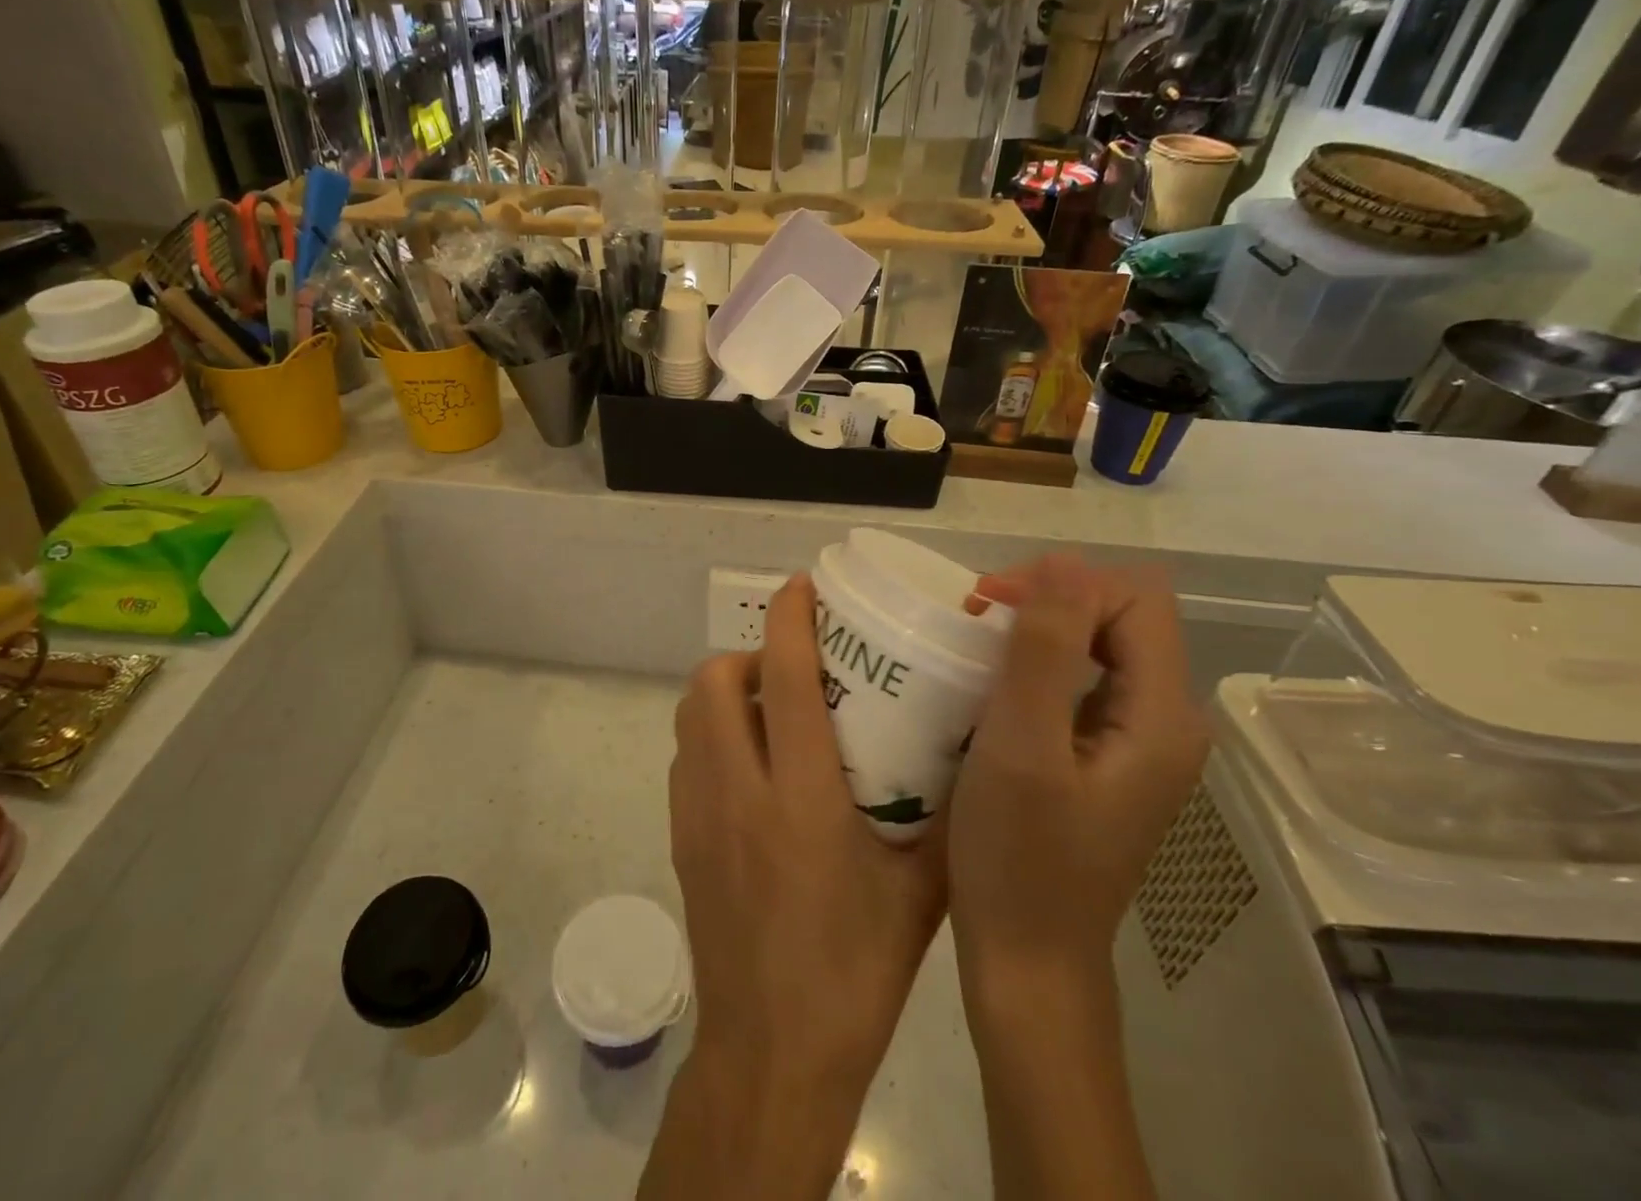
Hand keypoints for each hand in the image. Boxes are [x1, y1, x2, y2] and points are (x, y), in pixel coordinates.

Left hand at [667, 571, 945, 1109]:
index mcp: (801, 798)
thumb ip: (937, 814)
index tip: (801, 588)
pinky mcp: (680, 838)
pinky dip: (710, 736)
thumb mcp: (919, 891)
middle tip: (793, 672)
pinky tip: (750, 766)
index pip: (787, 680)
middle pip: (714, 683)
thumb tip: (960, 752)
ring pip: (690, 716)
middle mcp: (738, 792)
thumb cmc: (856, 972)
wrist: (772, 1053)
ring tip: (771, 711)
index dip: (791, 620)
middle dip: (748, 655)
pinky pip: (685, 757)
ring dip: (724, 693)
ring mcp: (698, 814)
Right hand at [949, 553, 1207, 1001]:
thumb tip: (1065, 560)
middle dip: (1049, 599)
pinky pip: (1083, 680)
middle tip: (977, 617)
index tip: (990, 604)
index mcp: (1162, 716)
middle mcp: (1166, 721)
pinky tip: (995, 683)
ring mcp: (1138, 741)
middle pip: (1121, 615)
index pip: (1135, 598)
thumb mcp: (1022, 746)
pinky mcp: (1107, 757)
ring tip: (978, 642)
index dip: (1063, 584)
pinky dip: (1038, 663)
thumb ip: (1047, 650)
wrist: (1028, 959)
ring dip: (1040, 629)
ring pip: (1100, 644)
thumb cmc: (1018, 856)